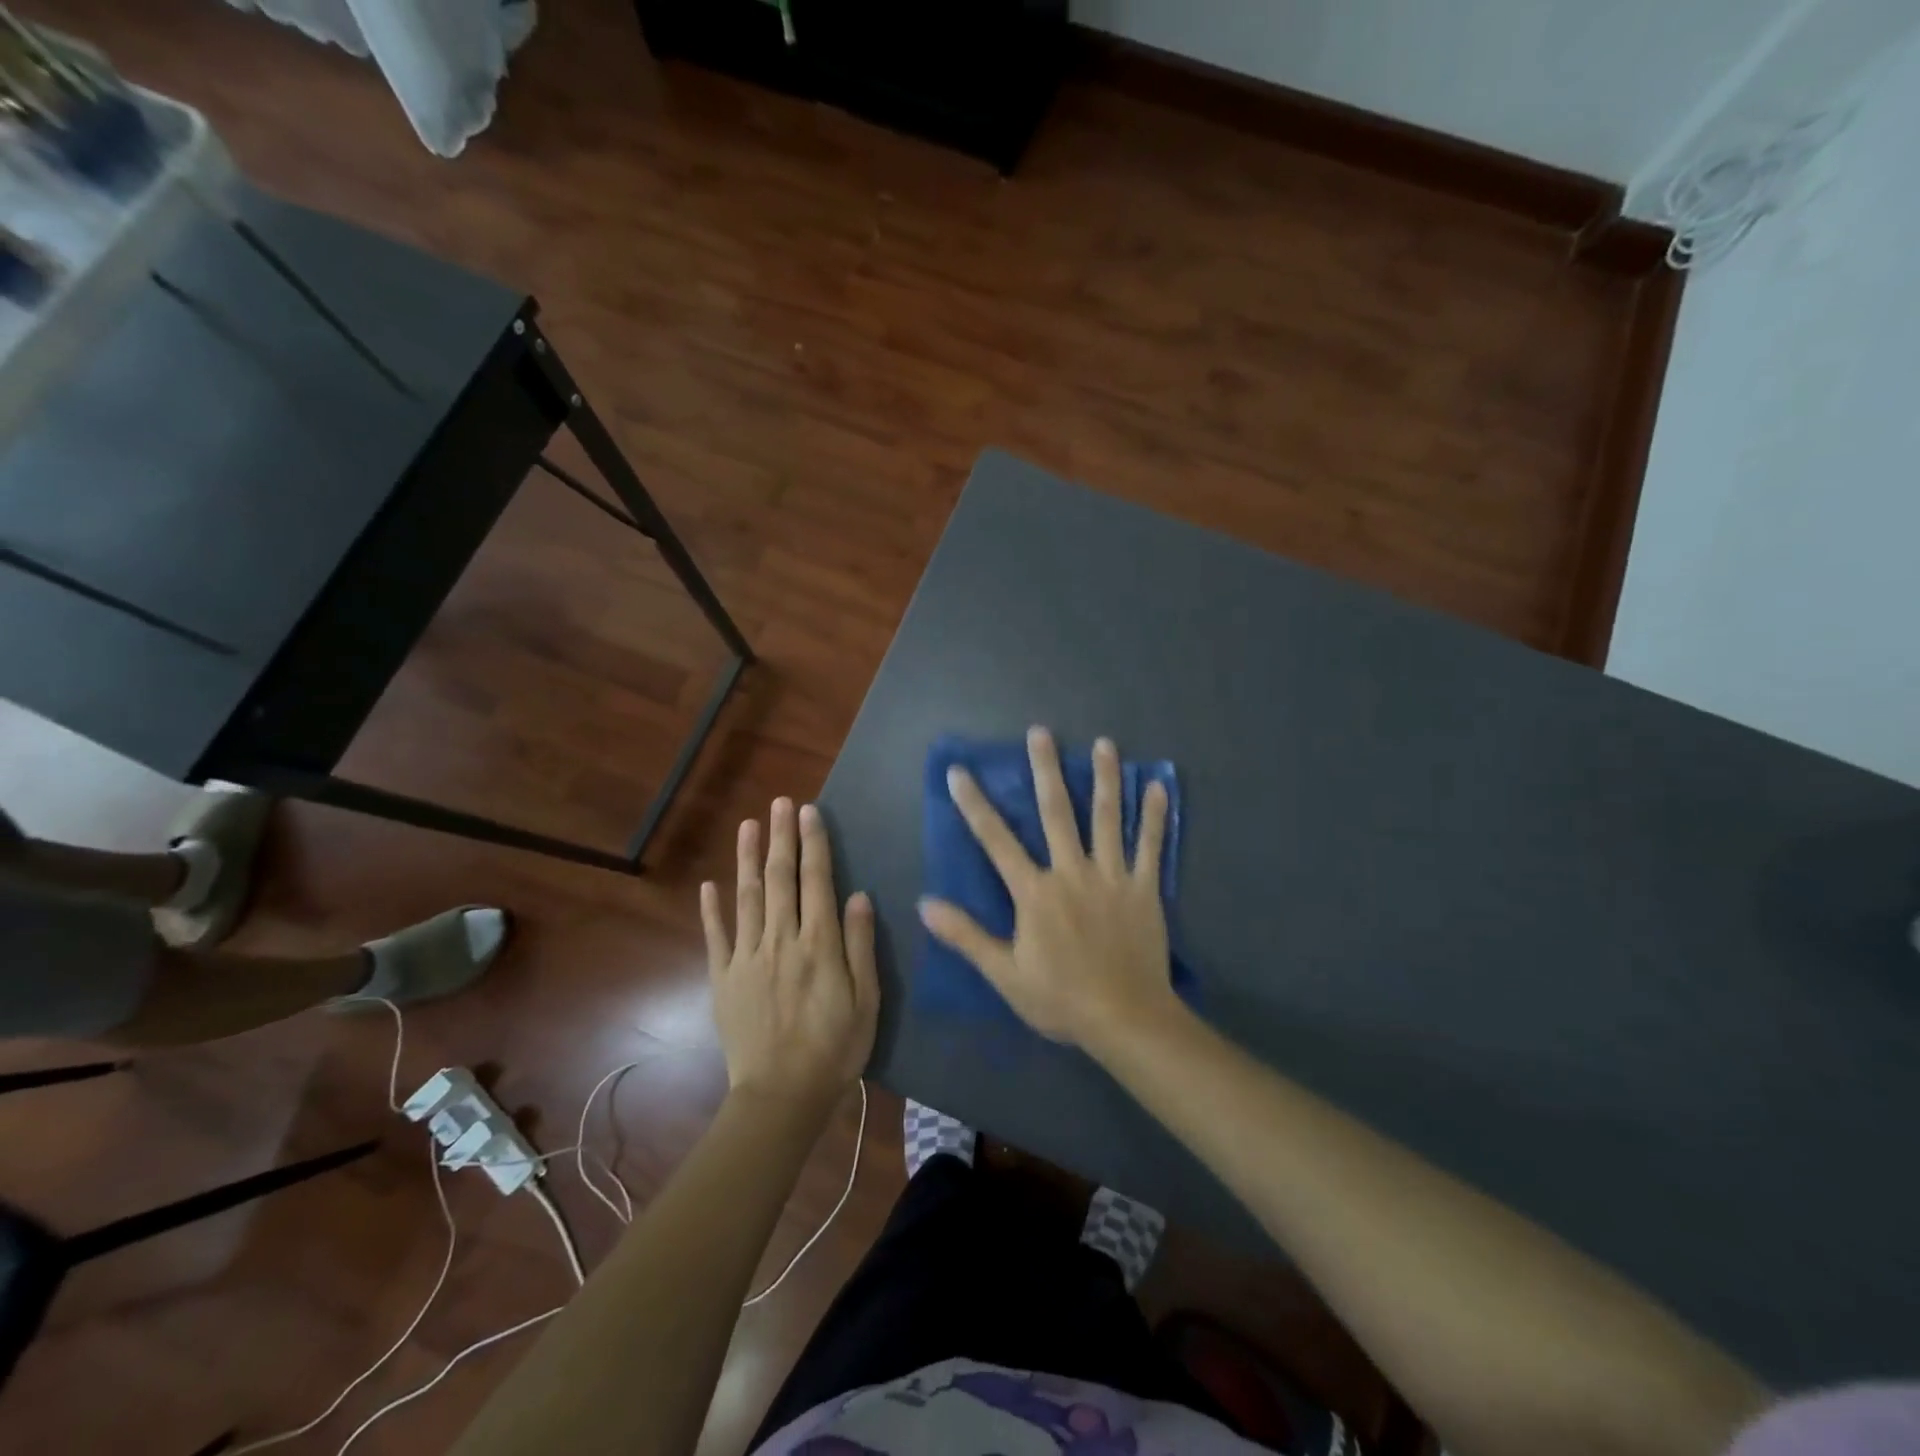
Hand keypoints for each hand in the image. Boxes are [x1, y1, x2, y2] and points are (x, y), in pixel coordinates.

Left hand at [702, 798, 878, 1108]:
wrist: (781, 1097)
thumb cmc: (835, 1048)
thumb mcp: (866, 1000)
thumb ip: (860, 945)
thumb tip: (858, 895)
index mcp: (818, 944)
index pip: (816, 881)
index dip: (813, 844)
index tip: (809, 812)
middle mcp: (780, 940)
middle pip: (779, 879)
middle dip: (781, 838)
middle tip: (781, 802)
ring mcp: (747, 958)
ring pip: (746, 897)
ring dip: (747, 858)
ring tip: (749, 825)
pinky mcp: (723, 979)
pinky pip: (716, 936)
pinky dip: (712, 908)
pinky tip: (710, 884)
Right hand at [919, 727, 1179, 1054]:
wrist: (1125, 1019)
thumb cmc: (1061, 998)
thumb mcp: (1005, 974)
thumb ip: (966, 936)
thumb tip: (925, 904)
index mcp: (1035, 892)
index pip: (997, 841)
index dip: (975, 805)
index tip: (960, 772)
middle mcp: (1072, 872)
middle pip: (1057, 813)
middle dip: (1046, 770)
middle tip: (1040, 733)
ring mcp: (1112, 877)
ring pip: (1107, 818)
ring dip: (1104, 778)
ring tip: (1104, 743)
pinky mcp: (1144, 888)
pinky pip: (1151, 845)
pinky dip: (1155, 815)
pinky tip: (1158, 786)